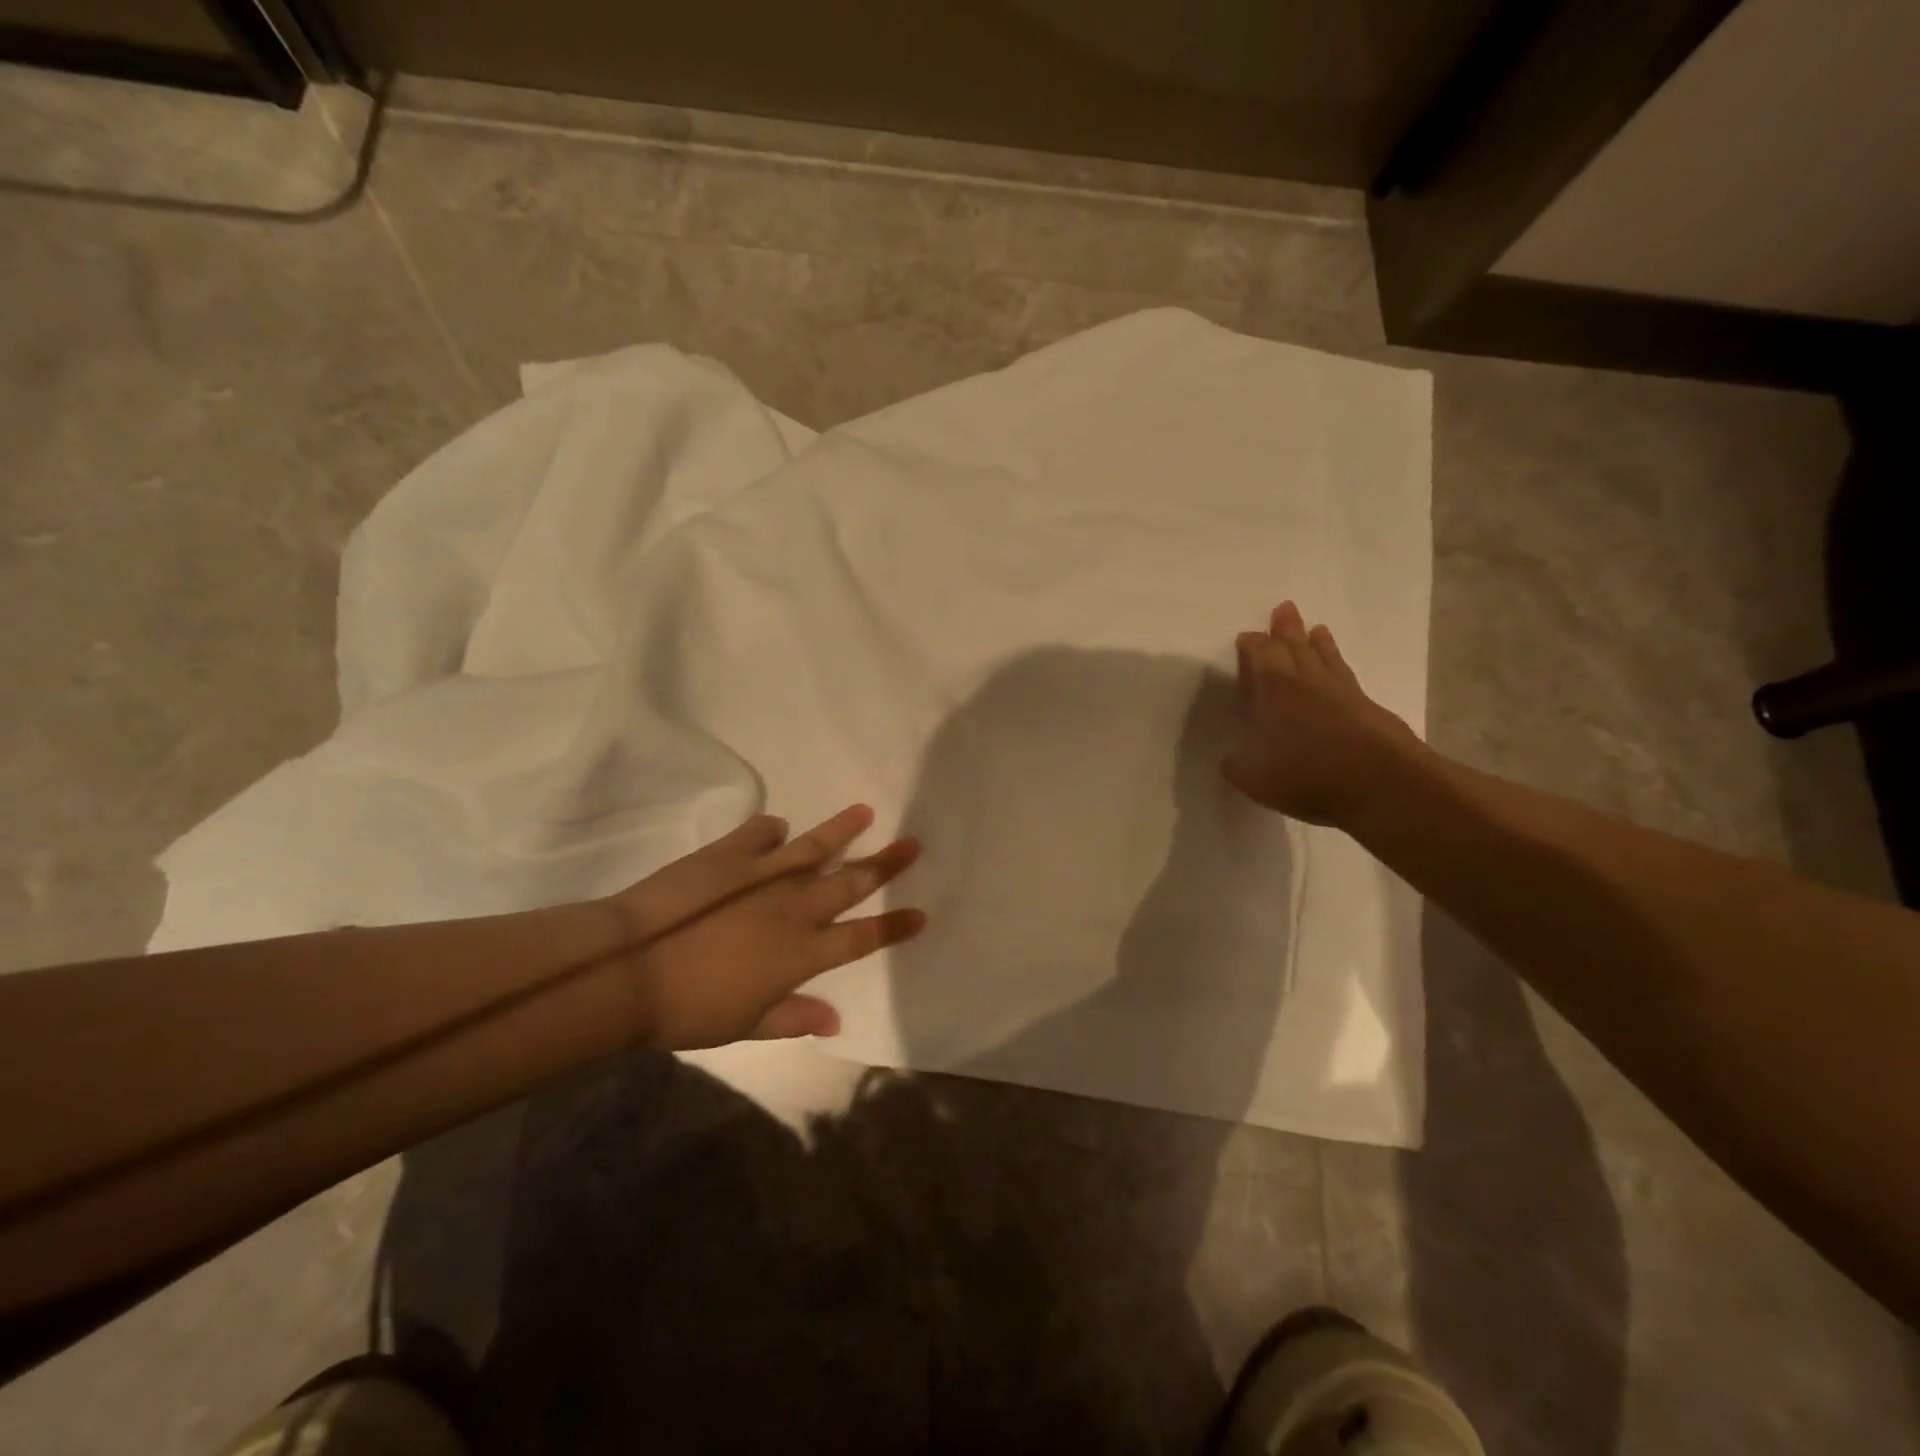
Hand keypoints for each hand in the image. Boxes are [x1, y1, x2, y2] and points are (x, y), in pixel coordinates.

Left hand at [608, 805, 925, 1048]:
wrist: (631, 968)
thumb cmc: (689, 1009)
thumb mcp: (745, 1025)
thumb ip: (794, 1018)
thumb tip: (835, 1021)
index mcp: (801, 953)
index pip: (860, 938)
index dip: (893, 927)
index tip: (920, 913)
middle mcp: (794, 908)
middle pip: (850, 882)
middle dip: (885, 864)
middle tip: (912, 844)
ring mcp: (763, 875)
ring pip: (815, 847)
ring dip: (843, 830)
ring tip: (865, 811)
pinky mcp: (729, 854)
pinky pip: (759, 832)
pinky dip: (771, 828)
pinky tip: (778, 826)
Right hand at [1222, 602, 1423, 826]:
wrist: (1379, 783)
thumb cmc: (1305, 774)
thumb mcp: (1253, 778)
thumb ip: (1237, 764)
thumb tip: (1230, 758)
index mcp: (1274, 690)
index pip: (1260, 656)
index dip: (1252, 645)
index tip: (1246, 636)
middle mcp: (1307, 682)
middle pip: (1294, 646)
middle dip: (1285, 628)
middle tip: (1284, 608)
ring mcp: (1342, 692)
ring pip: (1325, 657)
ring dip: (1318, 642)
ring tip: (1317, 629)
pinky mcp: (1368, 707)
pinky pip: (1346, 675)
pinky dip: (1339, 665)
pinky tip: (1339, 670)